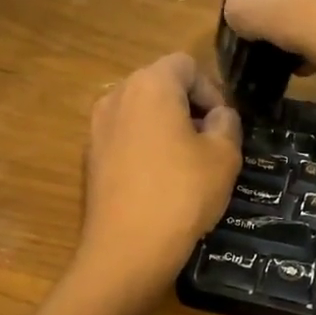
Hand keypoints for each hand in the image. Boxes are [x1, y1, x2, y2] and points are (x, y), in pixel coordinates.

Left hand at [72, 53, 242, 305]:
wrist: (127, 249)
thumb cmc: (182, 193)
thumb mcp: (224, 156)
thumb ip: (227, 123)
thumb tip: (218, 116)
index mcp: (150, 84)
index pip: (186, 65)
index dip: (211, 90)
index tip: (222, 125)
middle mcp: (116, 96)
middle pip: (159, 85)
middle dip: (187, 107)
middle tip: (209, 143)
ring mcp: (96, 128)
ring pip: (140, 114)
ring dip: (165, 128)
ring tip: (186, 165)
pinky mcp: (89, 159)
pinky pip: (124, 140)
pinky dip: (143, 149)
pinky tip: (159, 183)